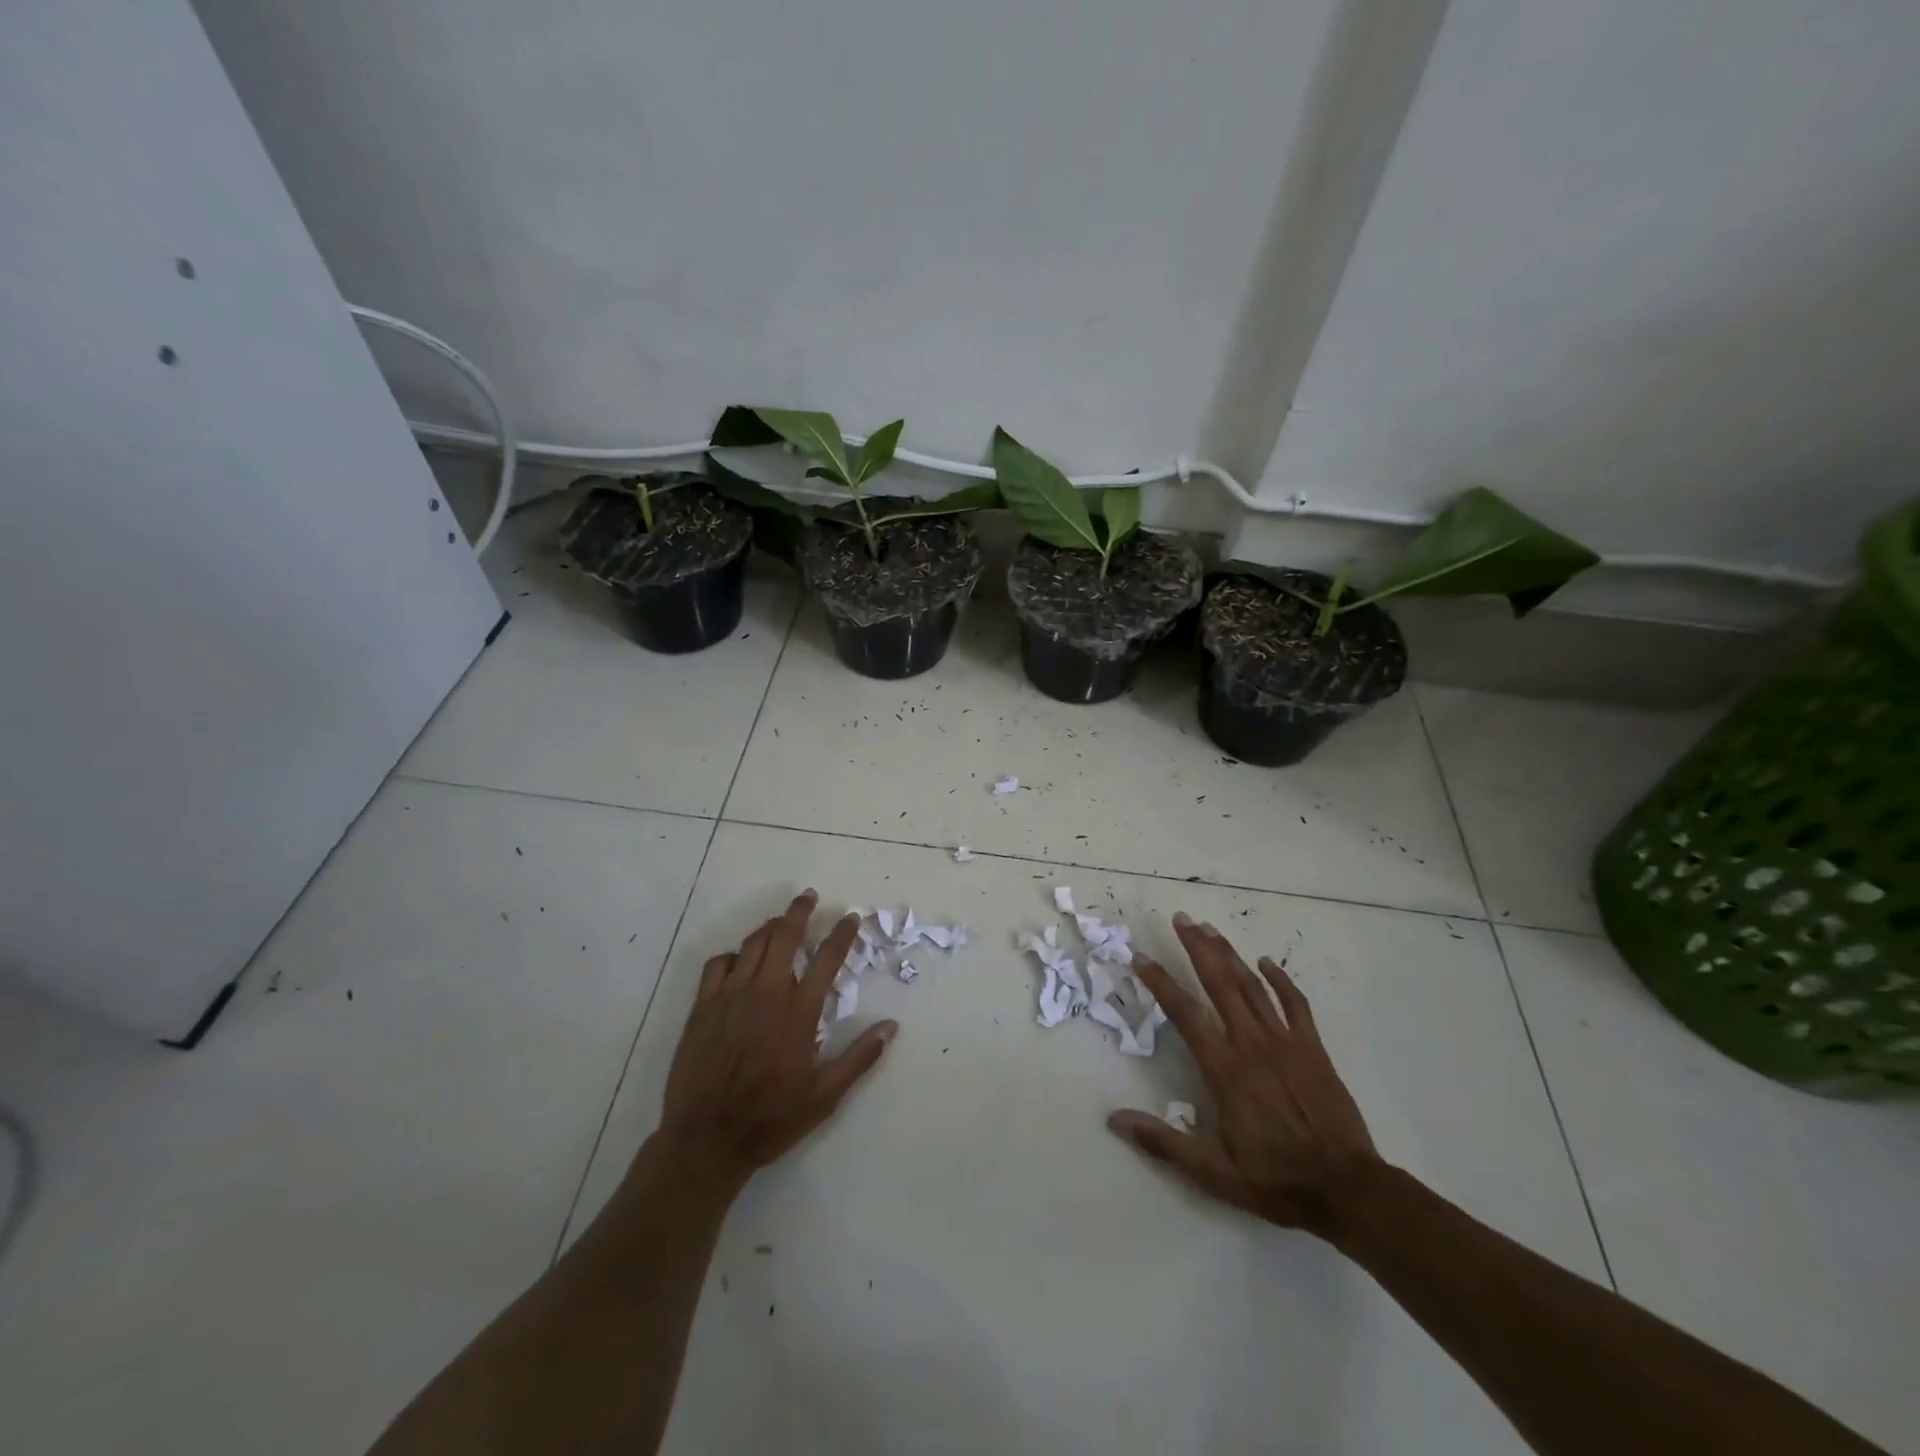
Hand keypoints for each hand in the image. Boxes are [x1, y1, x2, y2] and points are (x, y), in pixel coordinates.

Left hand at [655, 890, 896, 1195]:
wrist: (707, 1140)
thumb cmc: (771, 1119)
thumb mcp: (825, 1096)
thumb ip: (860, 1058)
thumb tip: (891, 1026)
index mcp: (798, 1012)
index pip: (827, 959)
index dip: (841, 934)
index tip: (850, 918)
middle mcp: (766, 994)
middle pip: (785, 936)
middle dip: (799, 911)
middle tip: (808, 897)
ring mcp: (730, 997)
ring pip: (752, 944)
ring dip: (769, 928)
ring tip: (780, 923)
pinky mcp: (703, 1007)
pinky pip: (718, 965)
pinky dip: (733, 955)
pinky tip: (739, 961)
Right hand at [1110, 912, 1378, 1237]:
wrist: (1346, 1188)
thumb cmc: (1274, 1178)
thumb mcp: (1212, 1171)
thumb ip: (1163, 1141)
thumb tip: (1115, 1119)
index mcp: (1224, 1068)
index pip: (1184, 1013)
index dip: (1160, 982)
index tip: (1140, 958)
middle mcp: (1251, 1043)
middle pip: (1219, 983)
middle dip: (1197, 948)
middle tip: (1181, 918)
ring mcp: (1285, 1041)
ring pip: (1252, 985)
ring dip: (1229, 954)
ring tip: (1209, 929)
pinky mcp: (1312, 1048)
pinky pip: (1295, 1003)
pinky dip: (1279, 979)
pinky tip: (1265, 962)